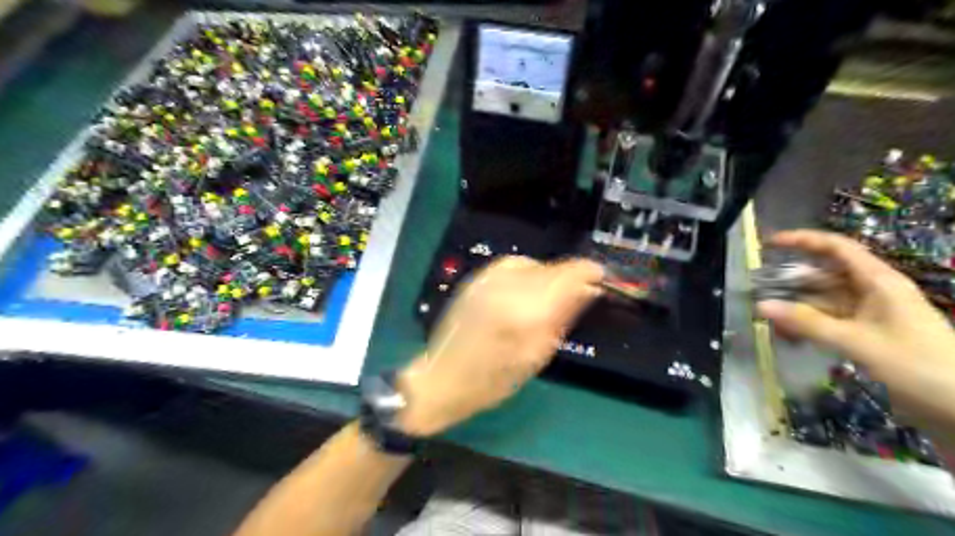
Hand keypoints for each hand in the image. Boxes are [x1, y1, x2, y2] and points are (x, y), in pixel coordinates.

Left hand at [391, 258, 597, 437]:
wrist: (442, 377)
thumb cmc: (493, 380)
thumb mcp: (537, 355)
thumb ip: (564, 317)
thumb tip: (588, 290)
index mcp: (526, 311)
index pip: (569, 274)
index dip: (590, 272)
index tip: (600, 279)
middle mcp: (507, 287)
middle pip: (553, 267)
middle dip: (569, 278)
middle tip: (574, 296)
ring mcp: (488, 279)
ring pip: (534, 263)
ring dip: (546, 276)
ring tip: (545, 298)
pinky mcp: (475, 278)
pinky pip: (512, 265)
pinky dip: (525, 274)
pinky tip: (522, 293)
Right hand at [763, 229, 954, 426]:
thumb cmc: (920, 366)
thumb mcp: (858, 342)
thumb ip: (808, 323)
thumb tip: (760, 305)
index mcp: (878, 282)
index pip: (836, 248)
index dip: (803, 240)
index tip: (769, 244)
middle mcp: (873, 292)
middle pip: (825, 274)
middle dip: (792, 280)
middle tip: (758, 289)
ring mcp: (870, 314)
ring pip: (824, 300)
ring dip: (797, 307)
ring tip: (768, 319)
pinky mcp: (867, 334)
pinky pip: (829, 321)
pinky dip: (808, 325)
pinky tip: (789, 337)